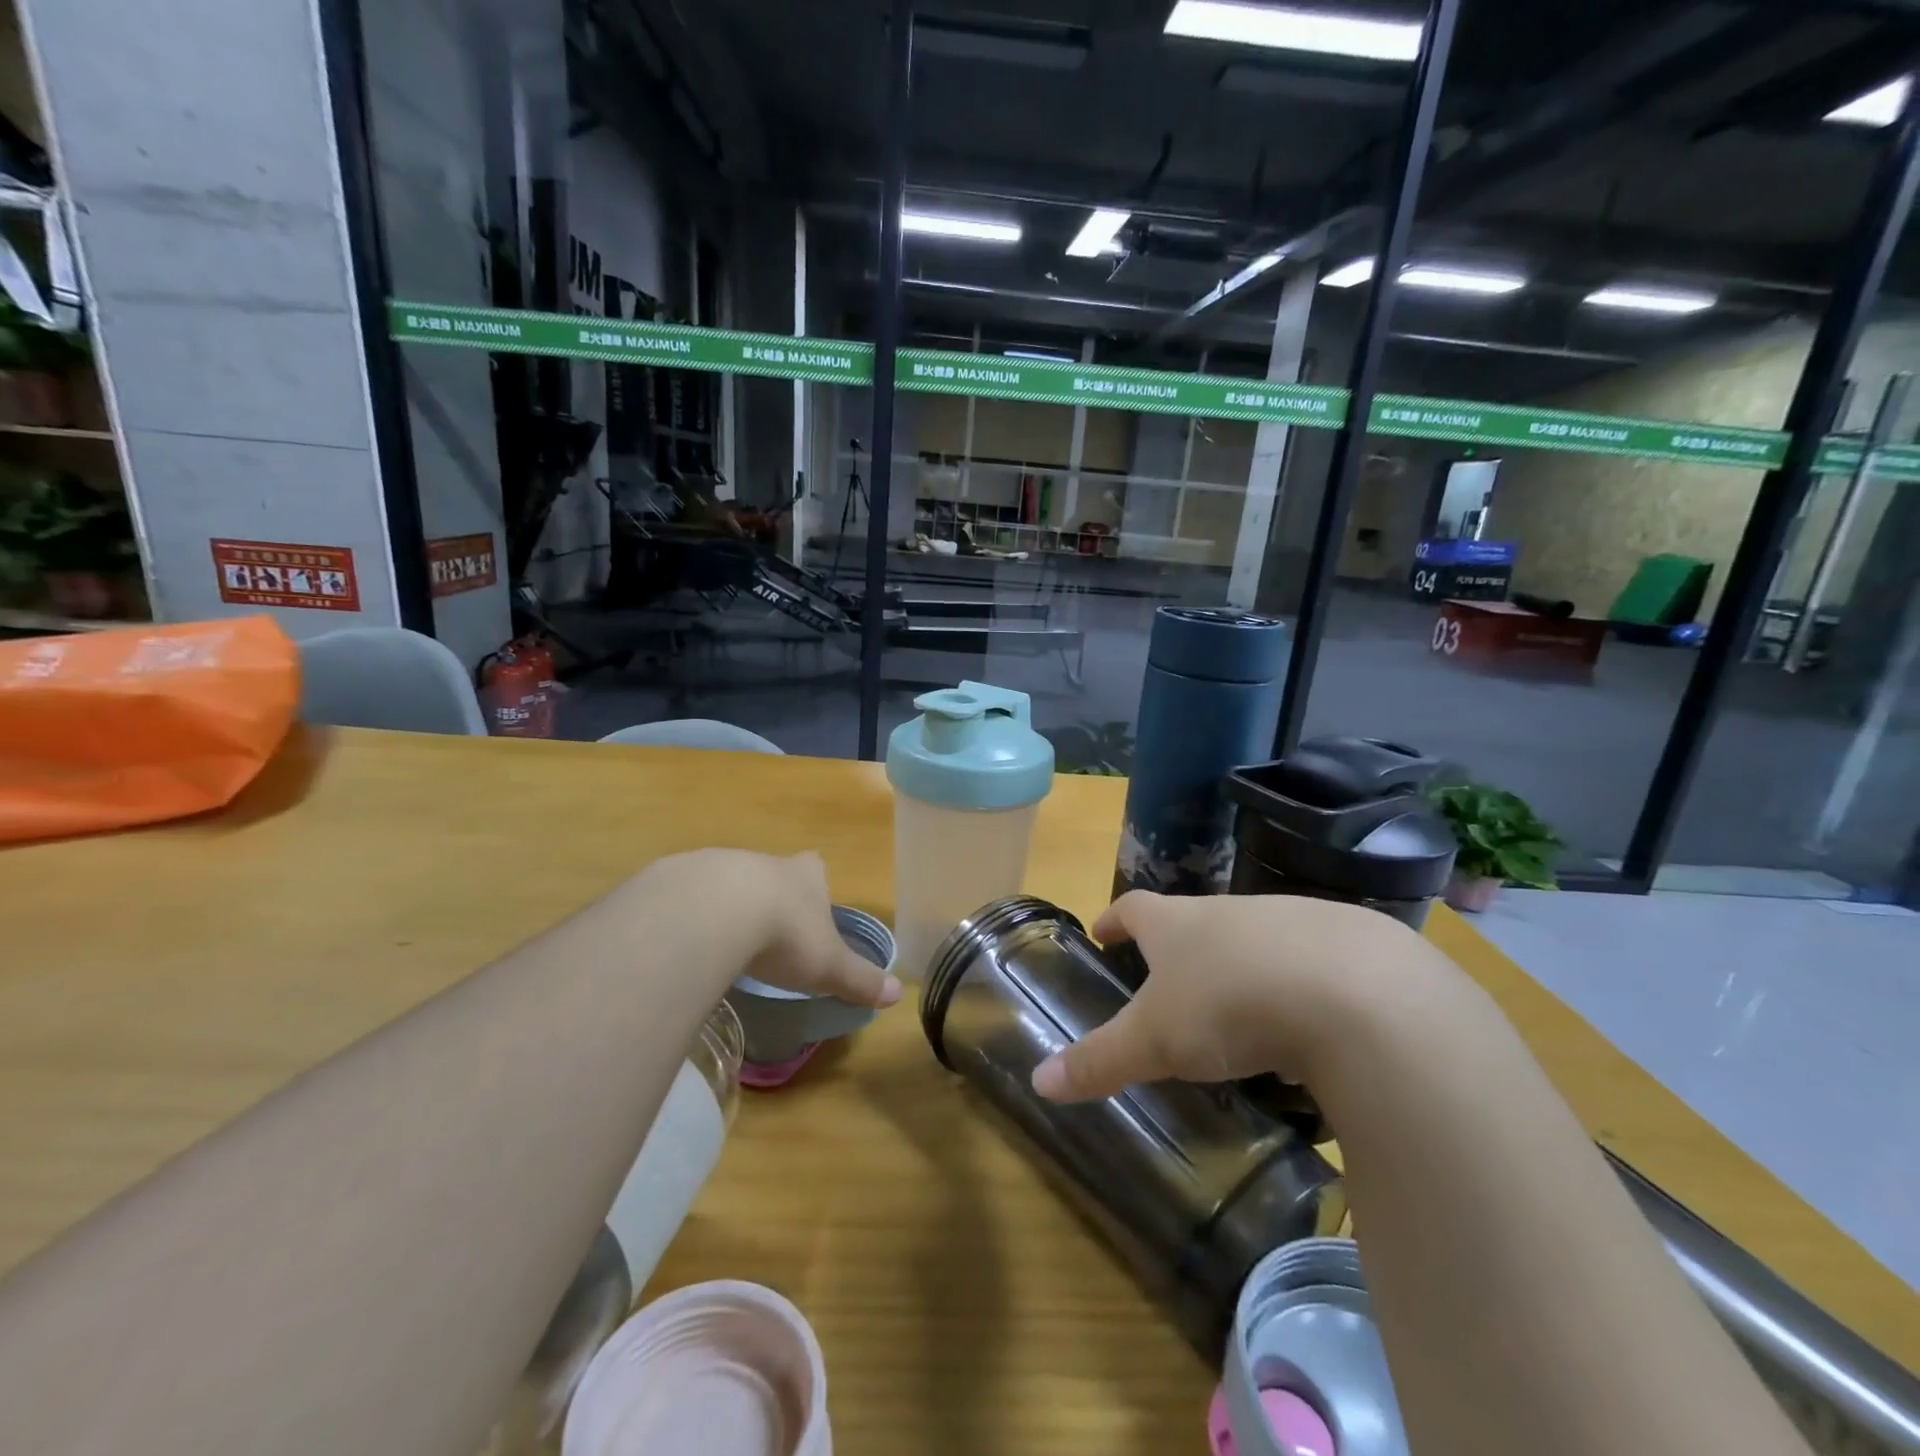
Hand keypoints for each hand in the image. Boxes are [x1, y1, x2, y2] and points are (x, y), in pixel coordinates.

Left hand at [635, 849, 902, 1009]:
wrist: (712, 912)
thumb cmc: (785, 934)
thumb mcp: (828, 966)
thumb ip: (860, 979)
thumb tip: (897, 995)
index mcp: (805, 874)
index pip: (816, 867)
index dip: (815, 887)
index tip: (810, 911)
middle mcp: (764, 862)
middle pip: (771, 874)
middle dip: (769, 899)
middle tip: (767, 936)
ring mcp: (718, 864)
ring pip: (726, 883)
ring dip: (726, 908)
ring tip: (723, 946)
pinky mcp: (677, 878)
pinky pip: (685, 898)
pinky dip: (688, 919)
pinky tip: (685, 947)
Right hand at [1032, 889, 1440, 1101]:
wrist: (1355, 993)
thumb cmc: (1228, 1005)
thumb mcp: (1155, 1041)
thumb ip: (1099, 1060)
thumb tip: (1038, 1081)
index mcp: (1178, 924)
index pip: (1134, 908)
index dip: (1115, 918)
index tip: (1103, 930)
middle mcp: (1230, 911)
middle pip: (1193, 919)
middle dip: (1178, 946)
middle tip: (1168, 979)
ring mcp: (1291, 921)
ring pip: (1253, 938)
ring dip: (1239, 964)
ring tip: (1236, 1007)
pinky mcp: (1349, 946)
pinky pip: (1311, 962)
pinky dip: (1297, 985)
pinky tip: (1306, 1023)